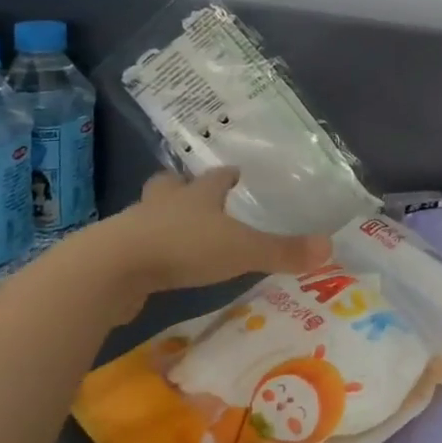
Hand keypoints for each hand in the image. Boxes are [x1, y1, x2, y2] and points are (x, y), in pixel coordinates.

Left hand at [95, 169, 331, 302]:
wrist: (111, 269)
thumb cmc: (182, 248)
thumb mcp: (241, 250)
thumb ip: (283, 251)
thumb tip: (330, 246)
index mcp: (198, 195)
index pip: (216, 178)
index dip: (227, 176)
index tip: (235, 173)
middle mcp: (165, 203)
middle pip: (171, 186)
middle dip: (182, 188)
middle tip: (194, 195)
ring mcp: (135, 227)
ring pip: (149, 214)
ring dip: (161, 219)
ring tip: (175, 233)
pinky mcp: (114, 256)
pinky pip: (133, 248)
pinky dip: (144, 253)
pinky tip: (154, 268)